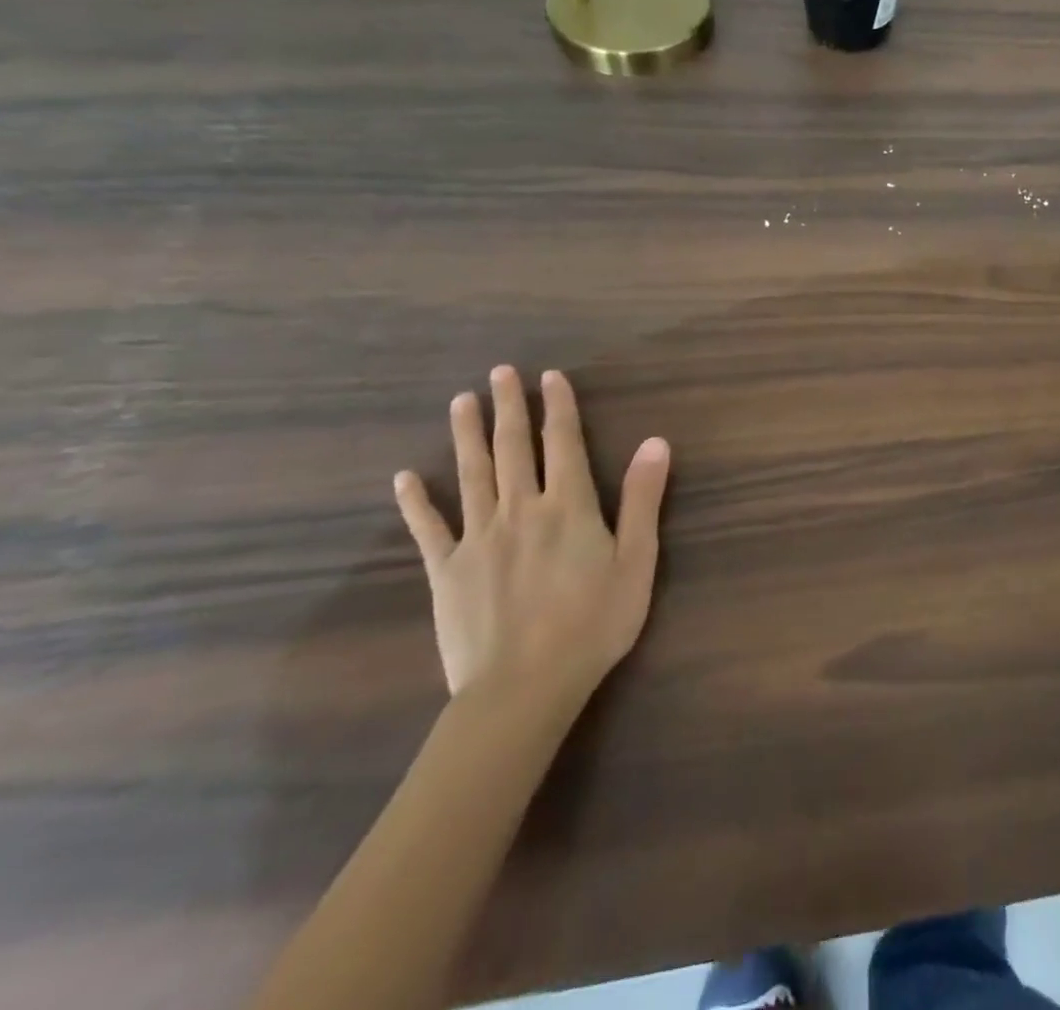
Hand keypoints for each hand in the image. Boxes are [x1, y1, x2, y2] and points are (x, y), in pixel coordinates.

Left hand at [394, 366, 668, 712]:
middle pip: (514, 447)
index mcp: (569, 506)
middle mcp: (521, 509)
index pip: (563, 442)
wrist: (524, 687)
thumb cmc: (594, 623)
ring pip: (471, 474)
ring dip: (466, 435)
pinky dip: (416, 502)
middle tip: (500, 372)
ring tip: (461, 401)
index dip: (558, 406)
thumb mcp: (637, 561)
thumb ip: (644, 499)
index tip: (550, 376)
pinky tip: (404, 478)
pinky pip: (428, 528)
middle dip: (509, 407)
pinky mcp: (446, 571)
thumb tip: (655, 442)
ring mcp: (478, 538)